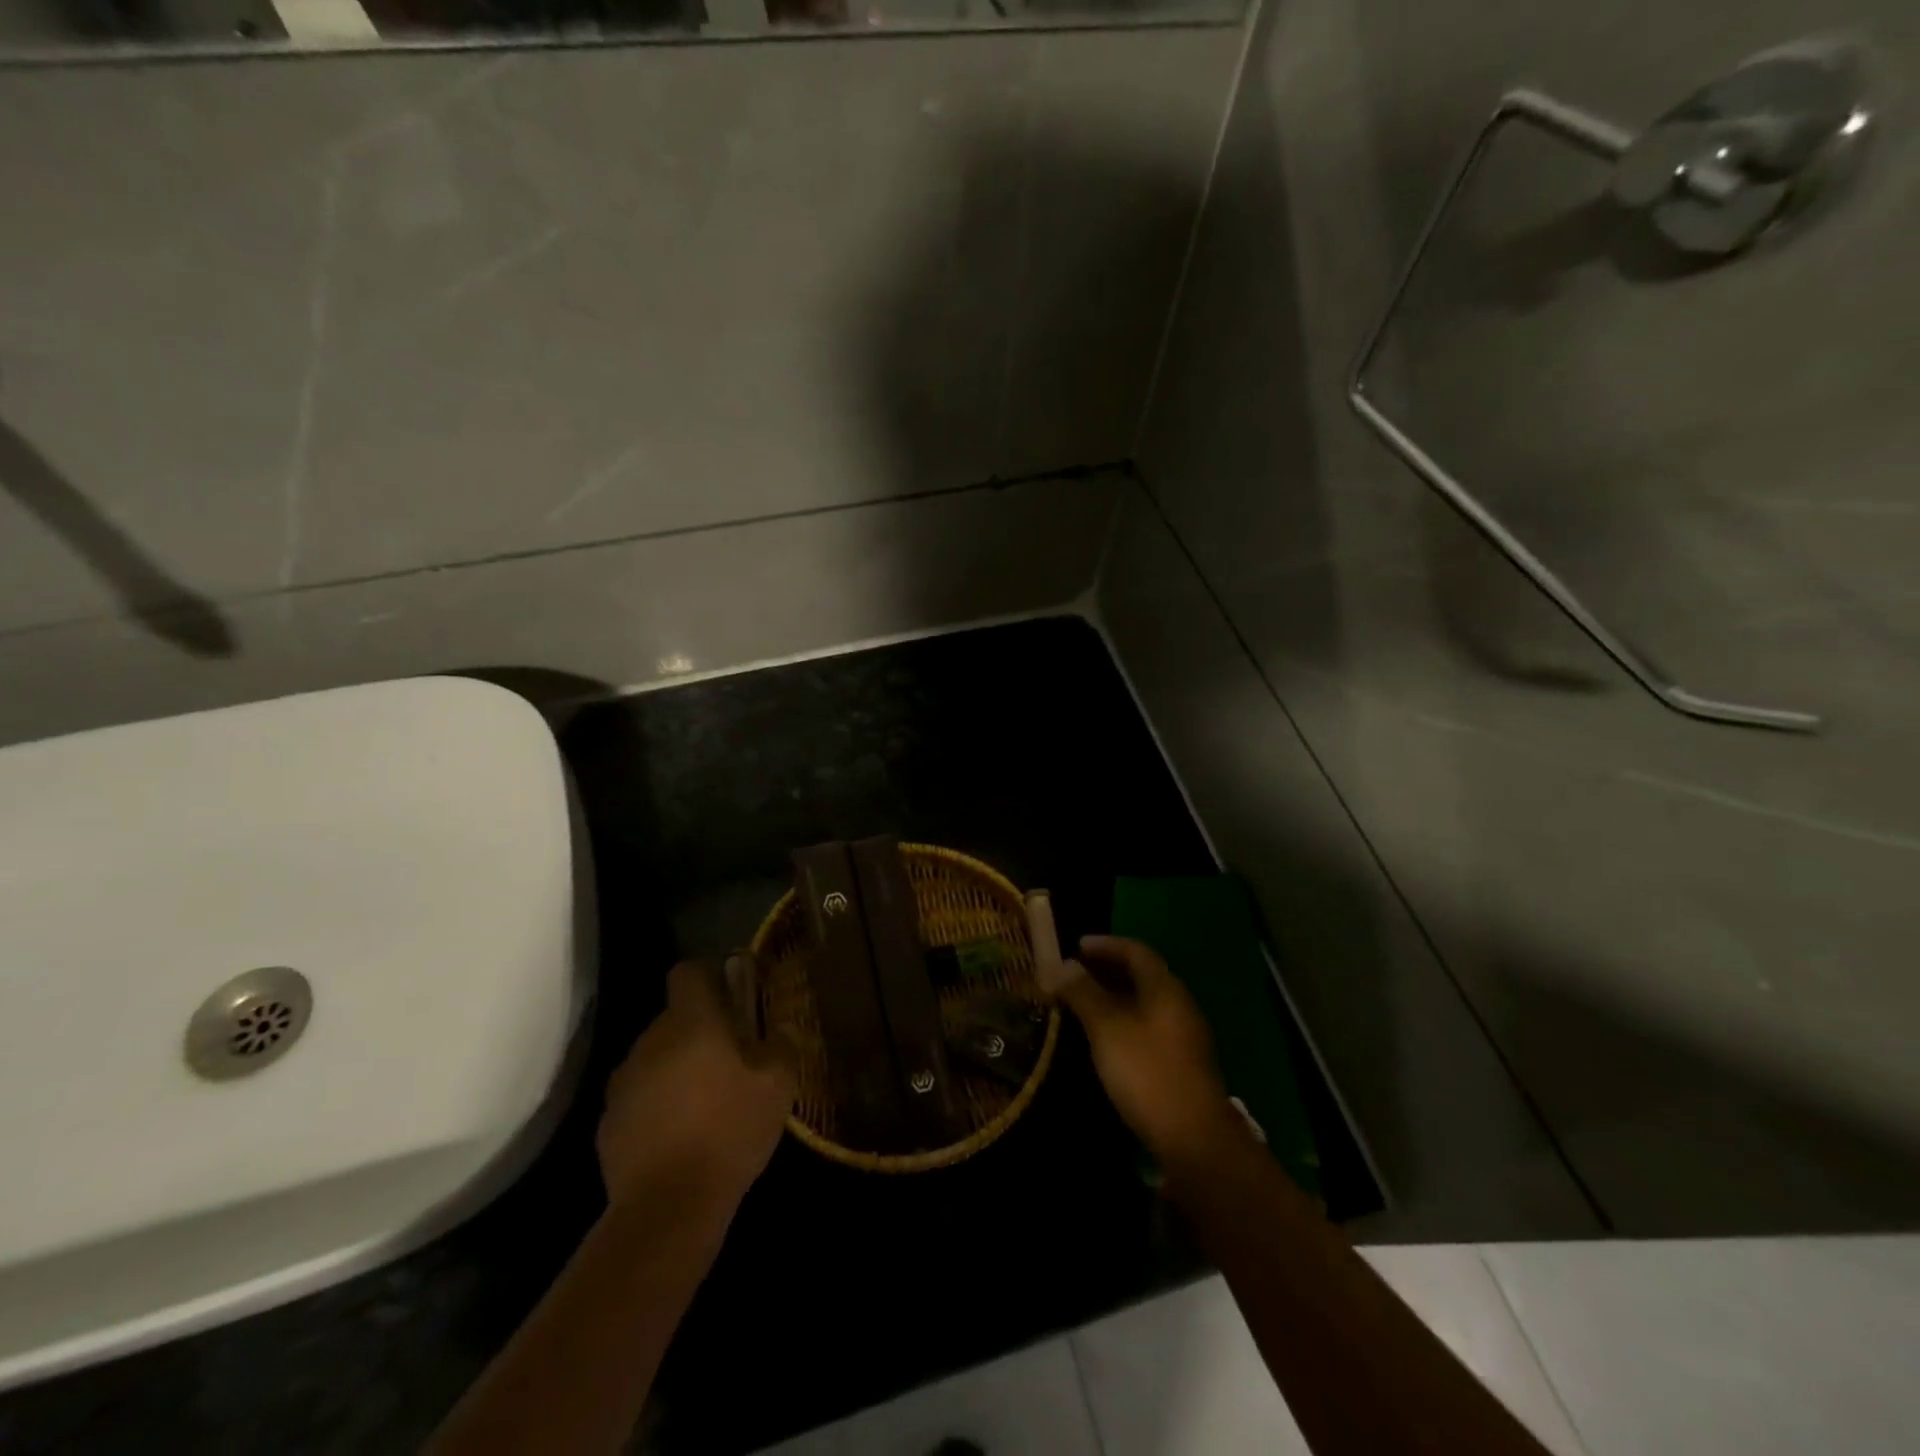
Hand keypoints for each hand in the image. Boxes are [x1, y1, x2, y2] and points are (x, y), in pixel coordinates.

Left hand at [597, 956, 795, 1210]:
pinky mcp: (609, 1121)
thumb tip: (782, 1023)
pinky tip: (681, 1132)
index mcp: (691, 1022)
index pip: (688, 972)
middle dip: (701, 1027)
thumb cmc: (730, 1131)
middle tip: (733, 1055)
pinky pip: (640, 1094)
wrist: (668, 1207)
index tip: (733, 995)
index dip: (711, 975)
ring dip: (678, 1065)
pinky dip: (658, 1101)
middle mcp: (651, 1040)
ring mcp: (625, 1081)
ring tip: (707, 1099)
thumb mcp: (778, 1084)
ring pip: (657, 1055)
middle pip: (675, 1016)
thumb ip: (782, 1042)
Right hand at [1044, 934, 1242, 1164]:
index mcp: (1165, 988)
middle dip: (1106, 969)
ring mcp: (1183, 1036)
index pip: (1135, 951)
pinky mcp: (1180, 1063)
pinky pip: (1147, 1026)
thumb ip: (1084, 993)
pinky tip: (1103, 1038)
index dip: (1104, 944)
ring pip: (1144, 1003)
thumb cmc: (1147, 1072)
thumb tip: (1063, 965)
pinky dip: (1122, 1020)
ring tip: (1081, 1004)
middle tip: (1072, 974)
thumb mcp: (1107, 1028)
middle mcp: (1178, 1004)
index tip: (1074, 947)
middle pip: (1142, 975)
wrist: (1194, 1139)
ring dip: (1113, 996)